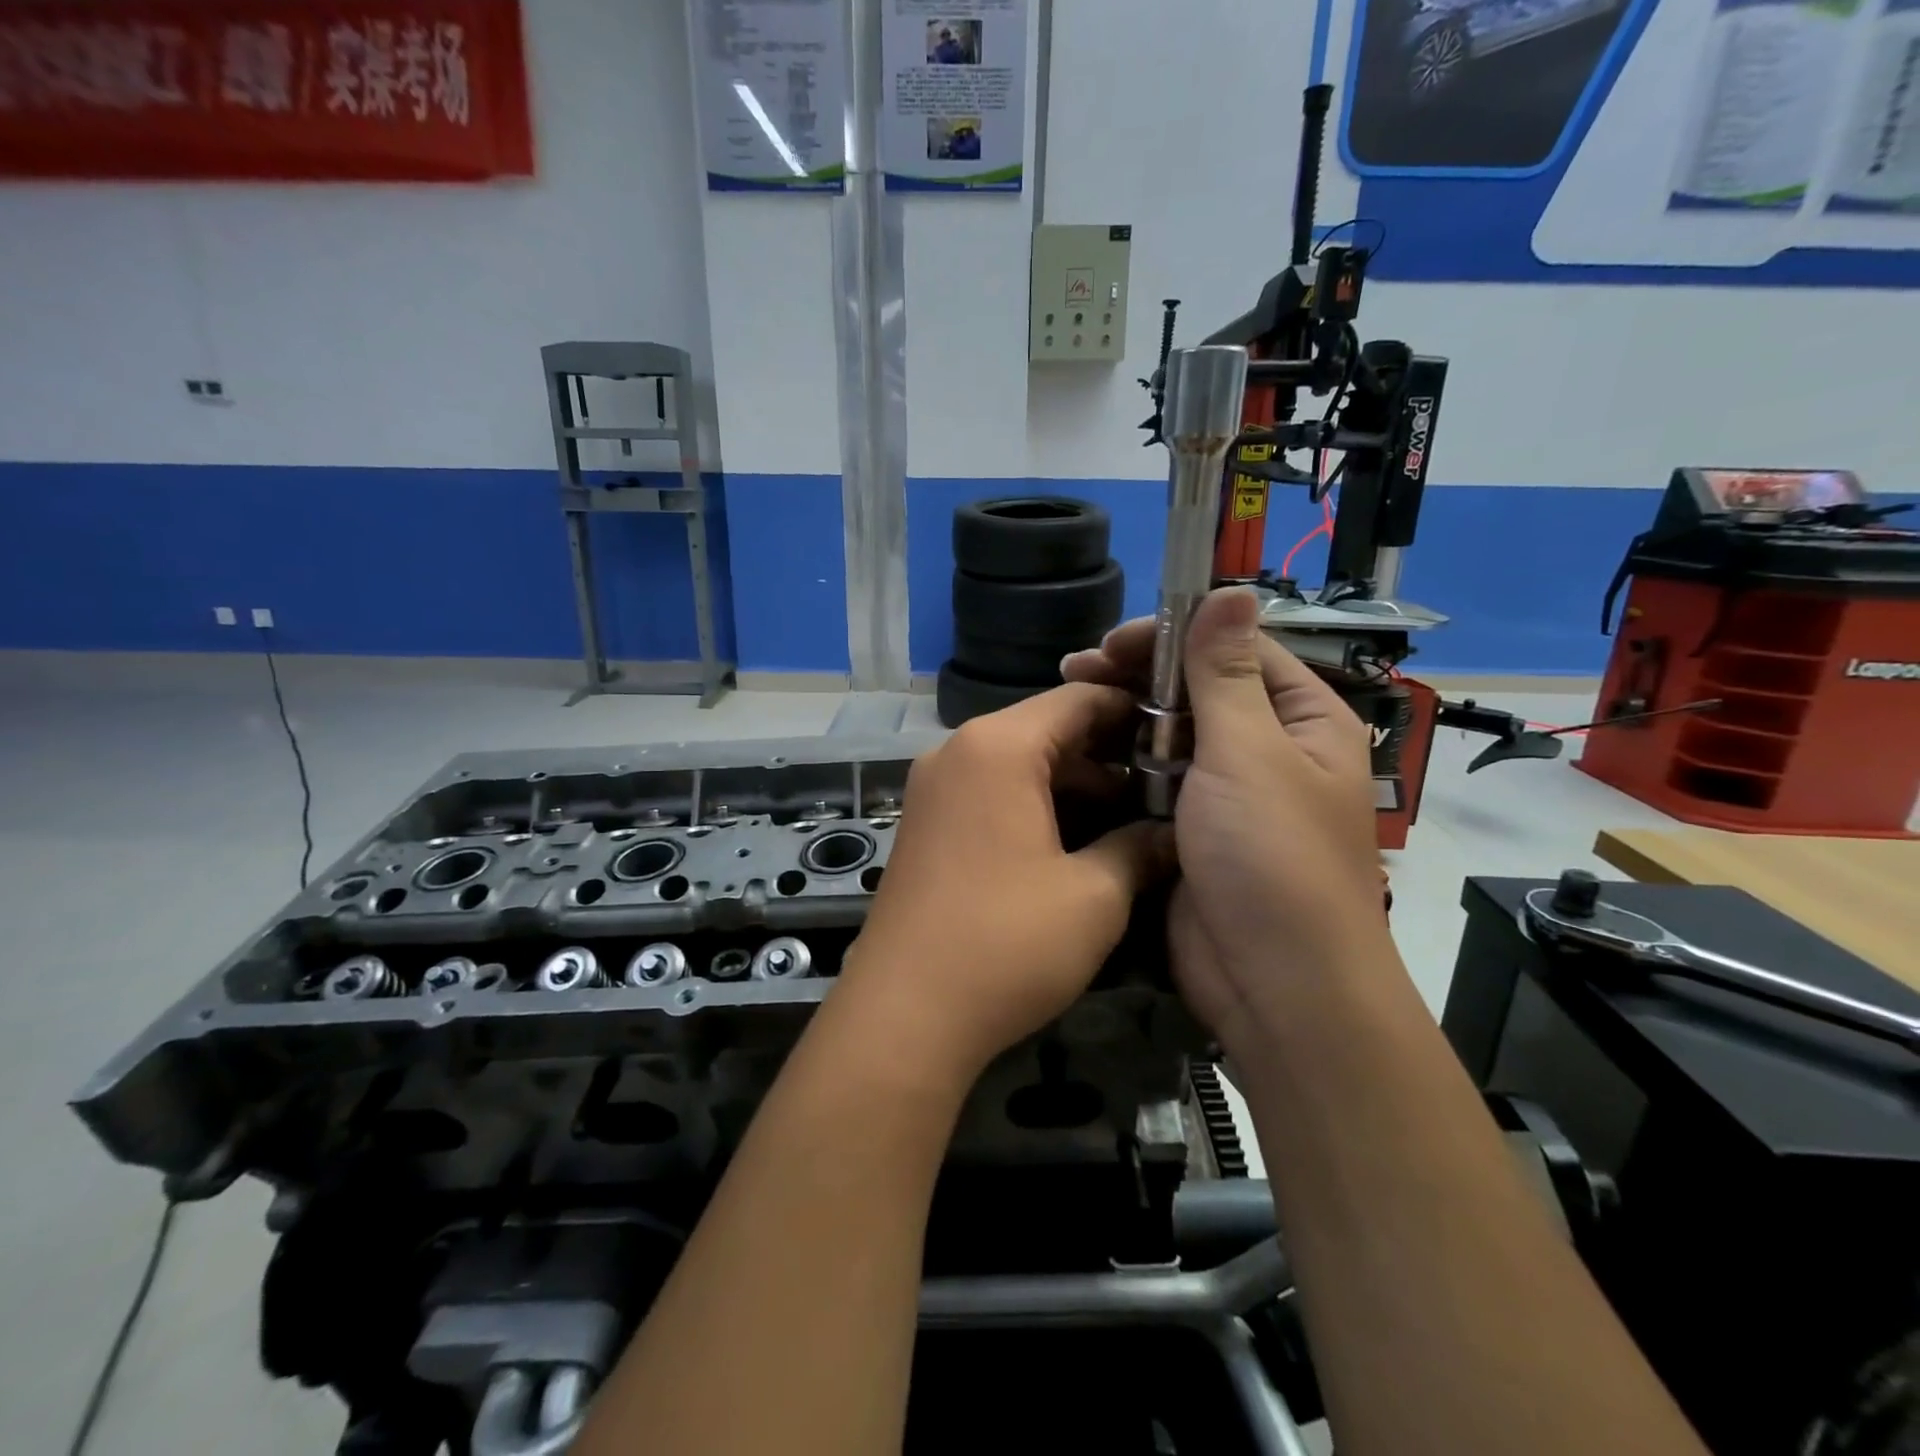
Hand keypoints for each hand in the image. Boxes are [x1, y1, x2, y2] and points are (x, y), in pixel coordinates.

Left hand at [834, 684, 1171, 1084]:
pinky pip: (991, 793)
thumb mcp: (1094, 896)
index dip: (1134, 712)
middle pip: (1046, 729)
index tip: (1181, 739)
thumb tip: (1174, 834)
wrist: (905, 1014)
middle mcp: (958, 751)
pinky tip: (1076, 843)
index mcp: (998, 746)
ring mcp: (934, 788)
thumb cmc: (1006, 944)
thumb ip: (1140, 849)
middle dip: (1108, 756)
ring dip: (1073, 786)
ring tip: (1131, 820)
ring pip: (1019, 764)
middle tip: (1165, 788)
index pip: (1078, 699)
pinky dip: (1035, 806)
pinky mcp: (926, 824)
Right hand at [1062, 589, 1392, 1058]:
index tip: (1111, 642)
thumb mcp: (1251, 753)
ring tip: (1069, 704)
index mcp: (1301, 720)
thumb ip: (1228, 673)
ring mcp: (1225, 792)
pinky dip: (1121, 764)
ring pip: (1169, 735)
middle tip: (1075, 671)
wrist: (1271, 983)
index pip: (1235, 650)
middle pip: (1197, 689)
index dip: (1174, 637)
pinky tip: (1082, 754)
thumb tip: (1234, 590)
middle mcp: (1266, 749)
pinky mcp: (1189, 829)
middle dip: (1139, 676)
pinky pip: (1153, 780)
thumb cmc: (1271, 857)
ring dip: (1124, 718)